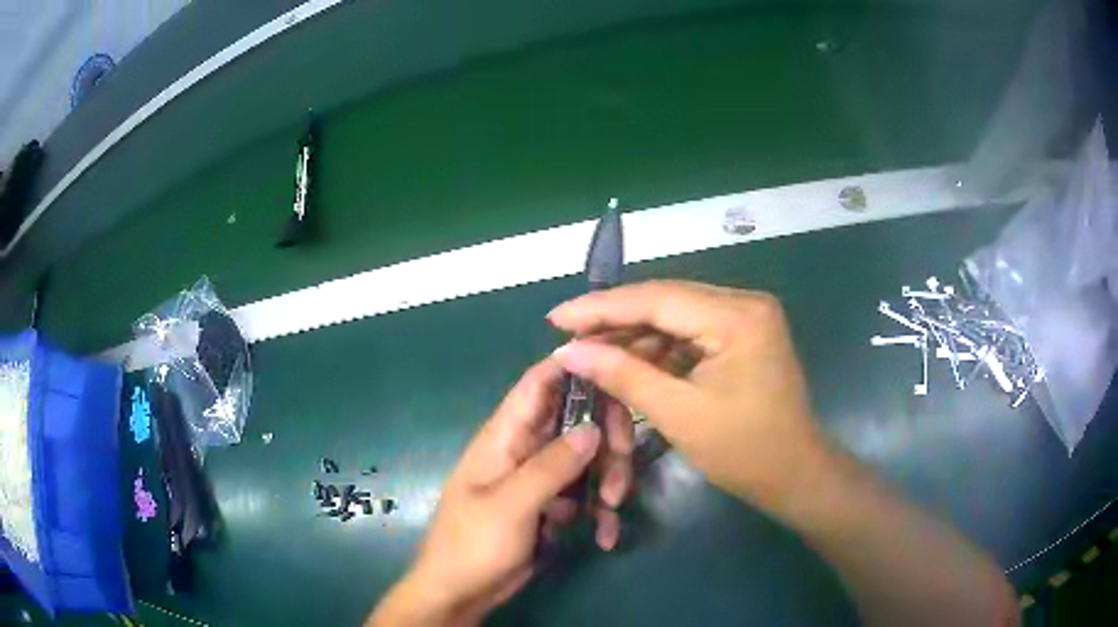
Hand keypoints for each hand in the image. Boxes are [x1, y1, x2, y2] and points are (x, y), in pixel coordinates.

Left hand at [369, 359, 632, 625]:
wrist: (460, 591)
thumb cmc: (473, 544)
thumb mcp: (511, 505)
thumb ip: (551, 465)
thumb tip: (594, 427)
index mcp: (505, 436)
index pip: (540, 382)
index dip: (576, 365)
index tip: (619, 367)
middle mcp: (525, 448)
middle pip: (578, 420)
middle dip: (607, 443)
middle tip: (619, 477)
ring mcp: (540, 476)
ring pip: (589, 458)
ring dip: (607, 482)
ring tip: (609, 515)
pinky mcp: (551, 503)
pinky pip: (585, 493)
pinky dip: (599, 512)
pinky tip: (604, 537)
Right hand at [549, 280, 826, 510]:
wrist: (794, 473)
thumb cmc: (743, 451)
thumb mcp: (678, 413)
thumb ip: (623, 374)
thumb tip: (569, 350)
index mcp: (737, 316)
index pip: (656, 298)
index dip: (600, 307)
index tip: (555, 318)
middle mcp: (744, 302)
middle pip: (665, 300)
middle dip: (614, 320)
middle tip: (567, 334)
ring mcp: (746, 317)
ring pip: (675, 316)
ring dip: (635, 336)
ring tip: (591, 353)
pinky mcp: (743, 335)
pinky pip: (690, 332)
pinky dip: (658, 348)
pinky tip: (628, 362)